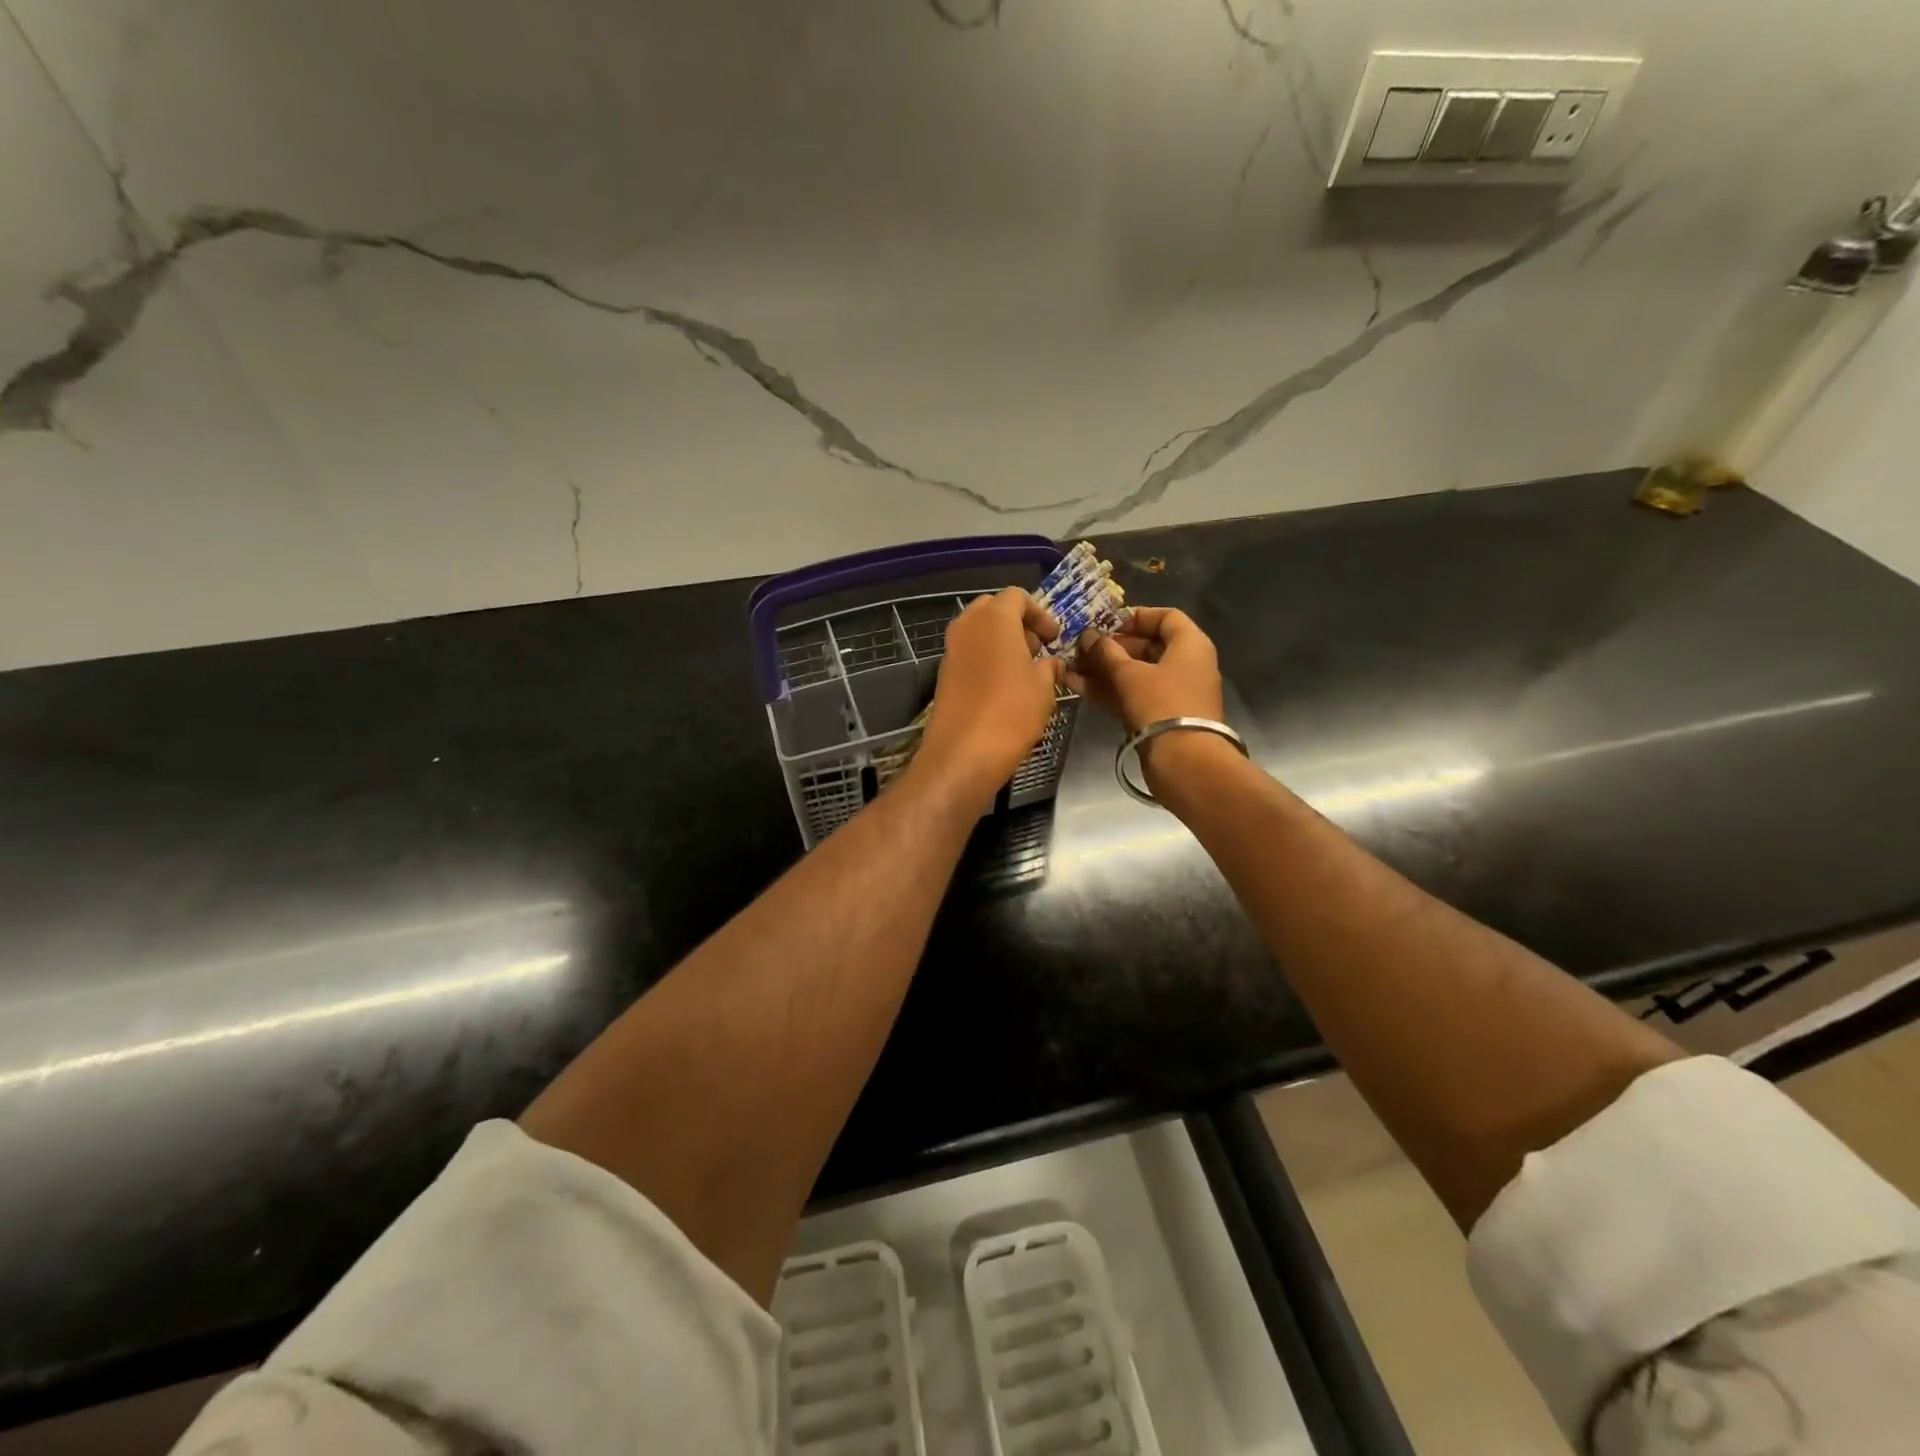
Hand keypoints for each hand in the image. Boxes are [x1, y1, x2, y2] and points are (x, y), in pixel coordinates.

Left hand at [916, 589, 1064, 805]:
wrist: (963, 752)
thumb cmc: (1011, 711)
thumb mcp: (1043, 687)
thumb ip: (1049, 667)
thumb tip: (1050, 663)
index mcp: (994, 618)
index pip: (1017, 596)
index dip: (1039, 613)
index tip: (1053, 637)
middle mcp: (967, 625)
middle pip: (993, 609)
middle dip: (1017, 623)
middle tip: (1037, 648)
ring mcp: (951, 649)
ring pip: (978, 631)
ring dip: (1001, 642)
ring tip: (1023, 670)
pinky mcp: (943, 673)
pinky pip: (968, 653)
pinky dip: (986, 658)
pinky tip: (1003, 686)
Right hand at [1065, 606, 1222, 734]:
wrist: (1184, 761)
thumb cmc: (1161, 704)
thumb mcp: (1129, 673)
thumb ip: (1106, 652)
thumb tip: (1088, 637)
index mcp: (1190, 645)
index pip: (1165, 617)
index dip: (1134, 617)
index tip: (1105, 624)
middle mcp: (1186, 664)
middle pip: (1147, 646)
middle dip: (1110, 647)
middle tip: (1080, 648)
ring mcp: (1173, 692)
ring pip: (1136, 673)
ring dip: (1103, 670)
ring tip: (1070, 667)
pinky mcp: (1160, 716)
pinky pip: (1133, 694)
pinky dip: (1109, 689)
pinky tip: (1076, 686)